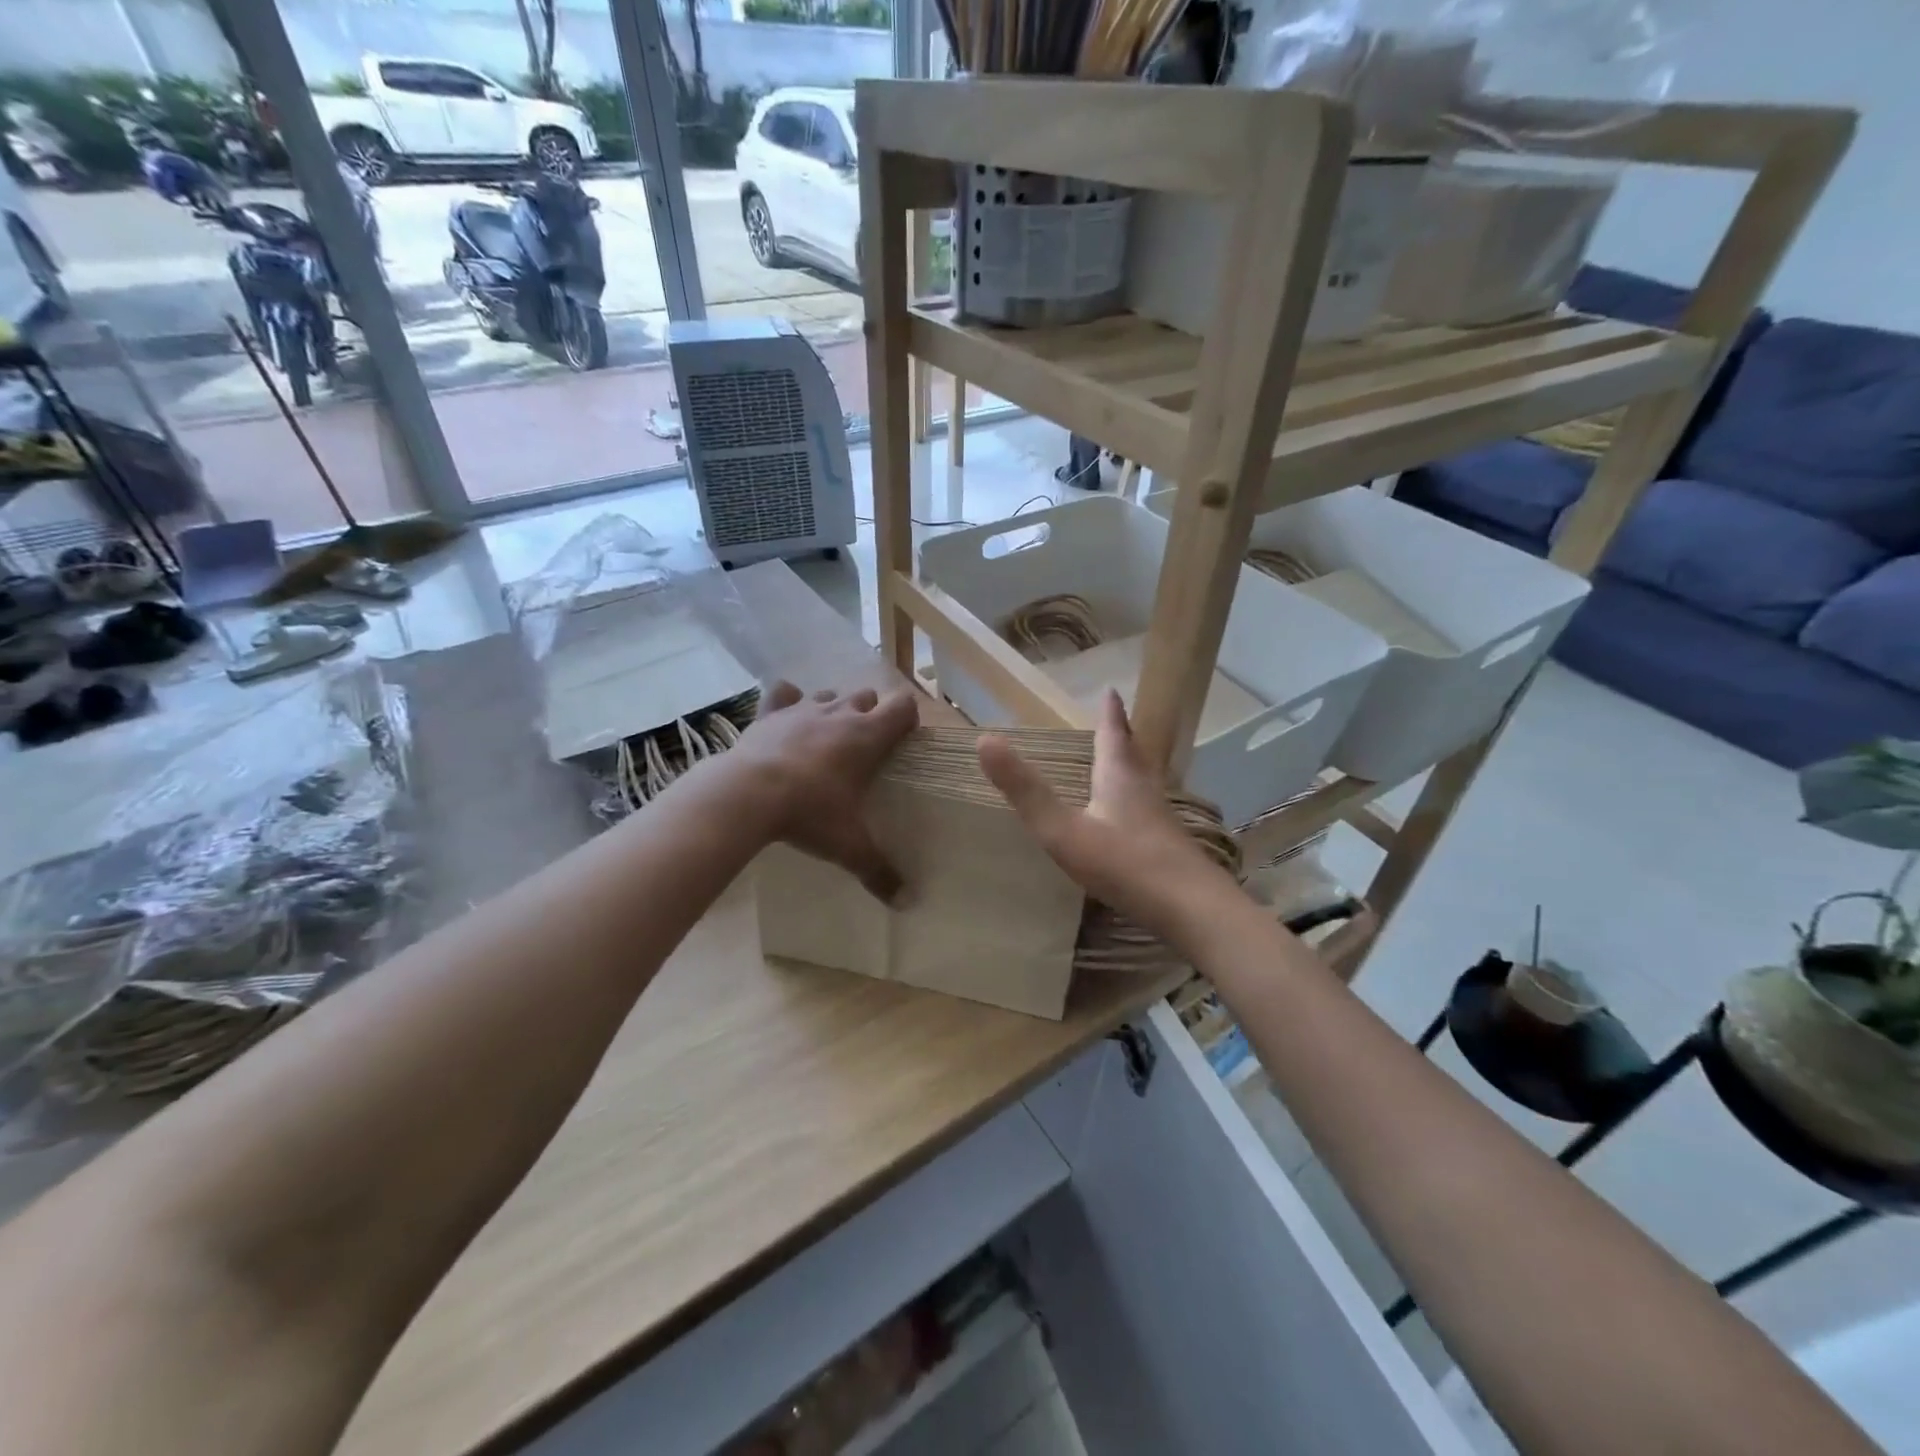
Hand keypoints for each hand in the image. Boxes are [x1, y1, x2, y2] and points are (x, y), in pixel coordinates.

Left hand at [735, 680, 918, 902]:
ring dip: (833, 710)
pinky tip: (787, 719)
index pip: (903, 707)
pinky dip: (787, 701)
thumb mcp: (849, 845)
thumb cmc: (810, 812)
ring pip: (828, 695)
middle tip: (863, 749)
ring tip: (826, 739)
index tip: (902, 742)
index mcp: (868, 736)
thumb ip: (878, 870)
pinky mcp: (770, 712)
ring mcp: (803, 708)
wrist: (747, 794)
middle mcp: (840, 713)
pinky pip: (783, 693)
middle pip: (867, 696)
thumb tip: (905, 902)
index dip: (907, 720)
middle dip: (870, 715)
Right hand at [978, 690, 1237, 943]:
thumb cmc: (1123, 864)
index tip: (1111, 691)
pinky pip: (1148, 809)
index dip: (1110, 713)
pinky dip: (1136, 799)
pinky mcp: (1169, 847)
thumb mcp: (1062, 829)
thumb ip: (1025, 790)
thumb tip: (985, 740)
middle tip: (1116, 720)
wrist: (1190, 909)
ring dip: (1130, 766)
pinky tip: (1130, 818)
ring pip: (1144, 781)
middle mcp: (1143, 790)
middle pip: (1132, 754)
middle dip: (1121, 736)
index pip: (1113, 735)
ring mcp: (1160, 819)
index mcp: (1119, 778)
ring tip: (1121, 761)